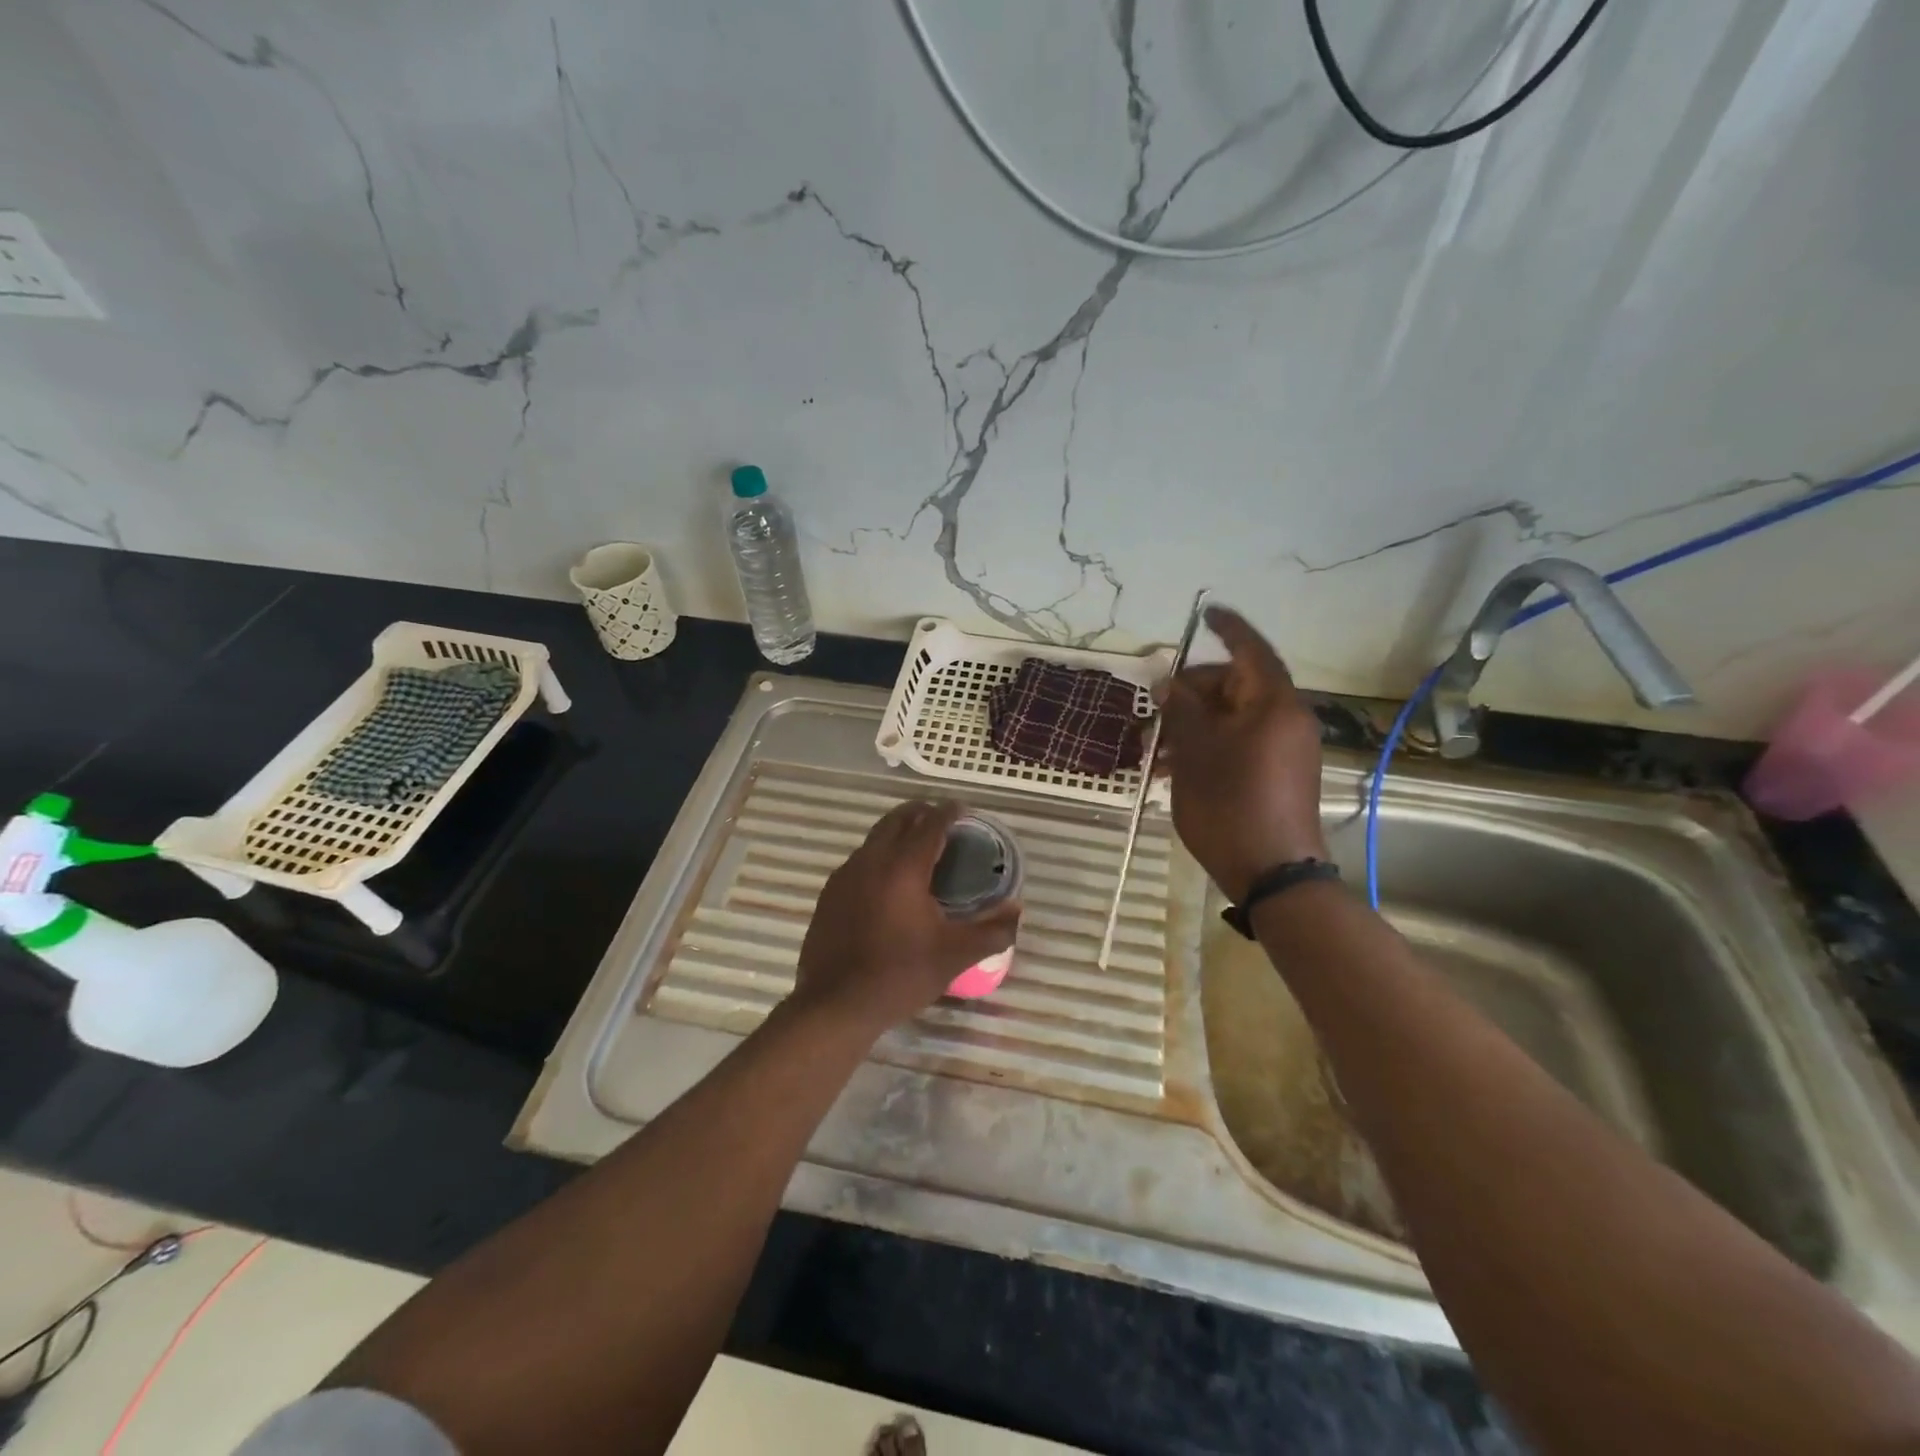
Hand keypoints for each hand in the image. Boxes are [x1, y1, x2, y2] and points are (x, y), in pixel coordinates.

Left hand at [793, 800, 1020, 1036]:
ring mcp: (846, 875)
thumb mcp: (955, 955)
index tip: (964, 809)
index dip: (950, 812)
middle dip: (922, 813)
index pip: (931, 823)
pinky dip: (880, 855)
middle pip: (898, 819)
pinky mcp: (830, 893)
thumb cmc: (900, 975)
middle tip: (943, 821)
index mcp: (904, 867)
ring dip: (899, 833)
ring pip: (876, 837)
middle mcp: (872, 860)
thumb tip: (1017, 909)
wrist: (835, 1004)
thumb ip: (993, 930)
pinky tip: (889, 881)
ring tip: (919, 848)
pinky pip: (860, 859)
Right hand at [1158, 606, 1327, 901]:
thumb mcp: (1195, 752)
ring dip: (1192, 727)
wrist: (1271, 873)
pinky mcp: (1278, 773)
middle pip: (1234, 687)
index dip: (1227, 628)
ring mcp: (1284, 749)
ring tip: (1154, 753)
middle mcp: (1286, 719)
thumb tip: (1170, 681)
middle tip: (1155, 713)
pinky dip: (1208, 747)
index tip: (1205, 613)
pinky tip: (1173, 770)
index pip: (1250, 650)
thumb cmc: (1230, 805)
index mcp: (1273, 705)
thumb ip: (1182, 709)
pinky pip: (1240, 743)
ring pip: (1232, 719)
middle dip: (1190, 695)